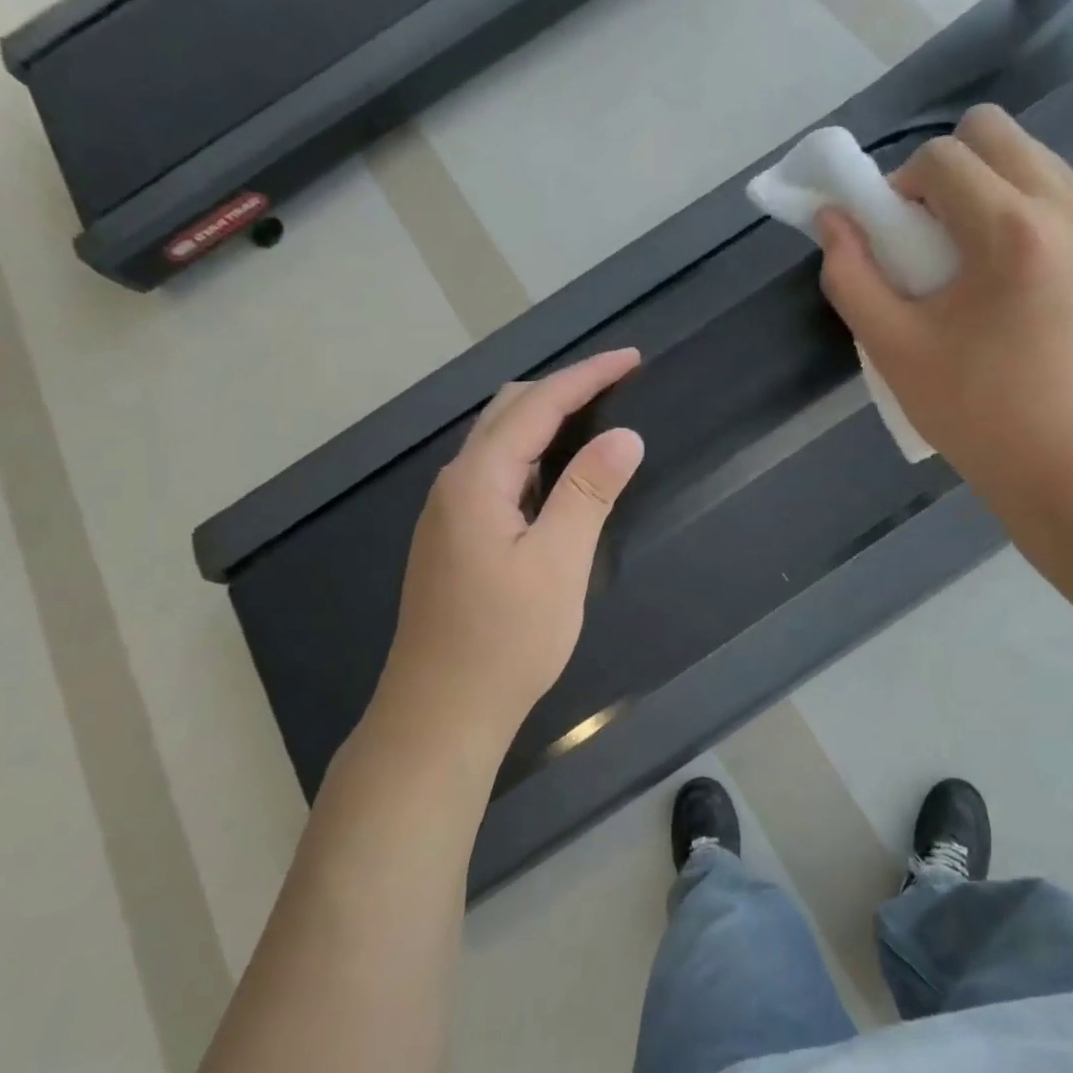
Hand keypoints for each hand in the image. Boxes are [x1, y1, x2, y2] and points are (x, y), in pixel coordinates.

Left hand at [368, 350, 645, 762]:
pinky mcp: (454, 538)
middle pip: (508, 411)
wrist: (441, 712)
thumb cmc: (505, 640)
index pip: (537, 406)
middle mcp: (455, 485)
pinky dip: (533, 456)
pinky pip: (497, 474)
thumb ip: (589, 493)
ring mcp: (449, 512)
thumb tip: (624, 437)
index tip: (631, 359)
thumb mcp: (559, 563)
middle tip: (618, 386)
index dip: (586, 377)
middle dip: (564, 389)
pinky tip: (558, 476)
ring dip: (546, 421)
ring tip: (596, 419)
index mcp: (477, 481)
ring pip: (499, 442)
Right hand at [816, 105, 1072, 509]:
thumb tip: (832, 220)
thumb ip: (851, 276)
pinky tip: (1019, 281)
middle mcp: (1067, 211)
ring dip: (991, 189)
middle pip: (996, 131)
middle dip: (949, 168)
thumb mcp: (892, 348)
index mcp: (1009, 232)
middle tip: (934, 233)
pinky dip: (1029, 217)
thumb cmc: (972, 410)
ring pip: (1036, 160)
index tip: (897, 237)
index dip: (902, 186)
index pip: (943, 157)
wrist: (1066, 460)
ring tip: (977, 259)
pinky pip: (1067, 200)